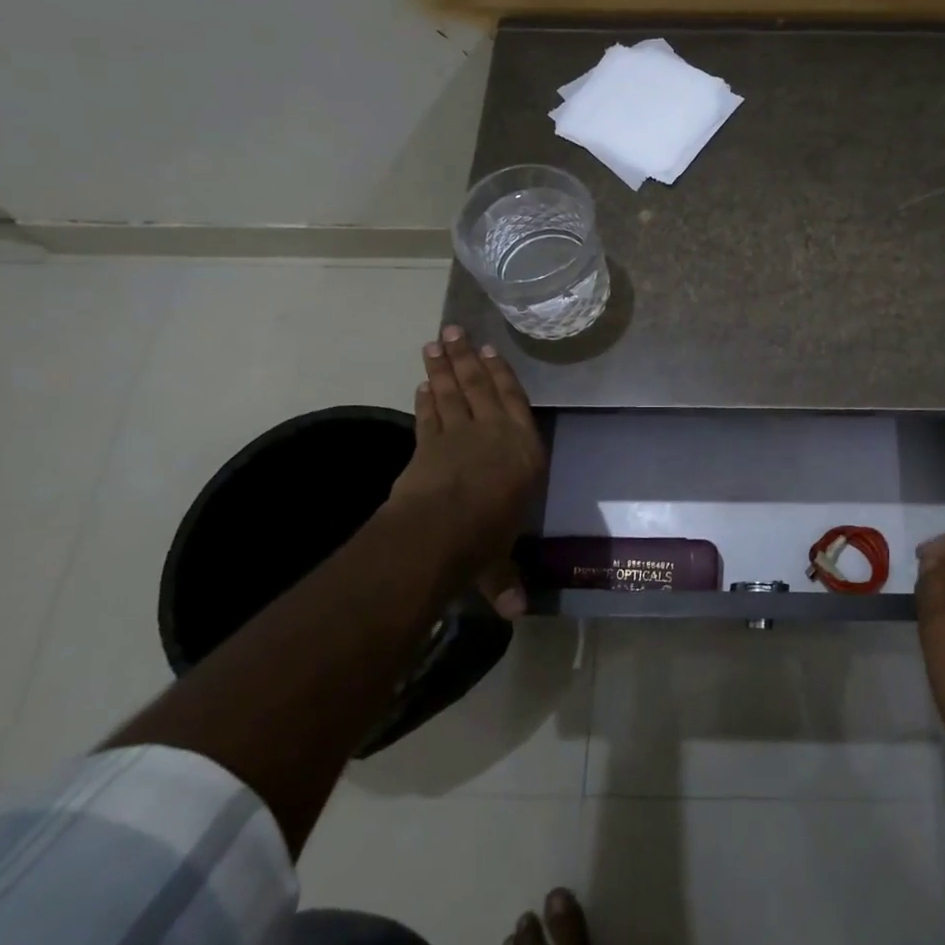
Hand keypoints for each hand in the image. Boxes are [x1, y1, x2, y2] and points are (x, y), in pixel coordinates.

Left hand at [388, 325, 546, 616]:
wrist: (441, 529)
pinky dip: (425, 399)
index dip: (502, 375)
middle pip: (480, 387)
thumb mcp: (500, 561)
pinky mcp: (426, 446)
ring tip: (436, 342)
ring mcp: (458, 435)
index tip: (491, 352)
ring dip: (443, 368)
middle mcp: (494, 434)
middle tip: (454, 330)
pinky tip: (421, 385)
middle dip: (466, 358)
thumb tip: (516, 615)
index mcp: (524, 452)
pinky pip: (428, 417)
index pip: (514, 403)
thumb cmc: (487, 537)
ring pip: (452, 393)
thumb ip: (505, 579)